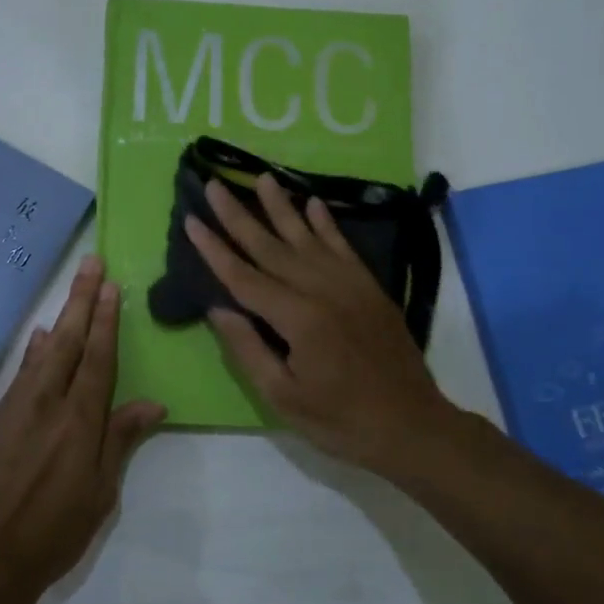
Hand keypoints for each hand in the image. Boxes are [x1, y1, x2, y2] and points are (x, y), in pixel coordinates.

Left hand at [0, 255, 165, 603]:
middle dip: (82, 301)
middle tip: (91, 264)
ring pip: (42, 354)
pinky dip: (33, 355)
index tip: (113, 287)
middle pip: (69, 342)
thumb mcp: (99, 495)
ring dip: (60, 321)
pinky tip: (39, 344)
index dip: (107, 321)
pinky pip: (18, 377)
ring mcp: (13, 409)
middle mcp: (47, 404)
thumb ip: (120, 442)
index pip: (99, 359)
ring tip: (71, 293)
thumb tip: (153, 403)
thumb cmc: (51, 533)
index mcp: (80, 421)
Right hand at [186, 173, 468, 480]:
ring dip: (281, 207)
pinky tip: (313, 203)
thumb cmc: (341, 421)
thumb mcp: (283, 397)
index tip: (191, 220)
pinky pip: (343, 247)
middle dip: (238, 216)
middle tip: (215, 184)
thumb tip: (217, 308)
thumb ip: (248, 349)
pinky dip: (326, 224)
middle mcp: (322, 290)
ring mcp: (350, 285)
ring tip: (261, 178)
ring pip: (307, 238)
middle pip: (271, 247)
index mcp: (298, 319)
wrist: (412, 426)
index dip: (214, 249)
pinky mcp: (370, 288)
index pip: (244, 276)